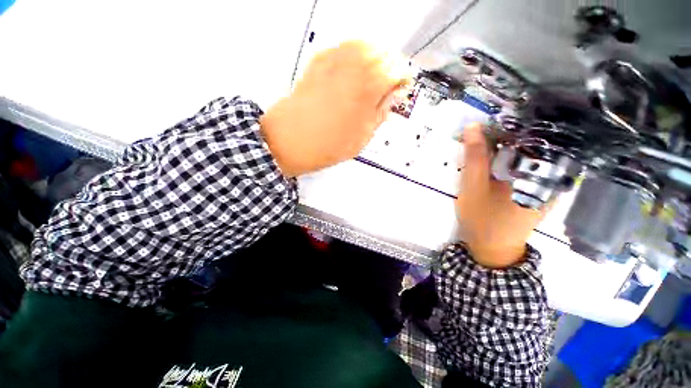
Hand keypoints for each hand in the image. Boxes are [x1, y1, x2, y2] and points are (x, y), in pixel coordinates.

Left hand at [260, 41, 411, 176]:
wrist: (291, 140)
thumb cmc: (329, 143)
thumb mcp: (364, 135)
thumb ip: (382, 111)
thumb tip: (392, 96)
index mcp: (371, 82)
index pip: (399, 70)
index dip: (403, 81)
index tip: (400, 92)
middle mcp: (354, 62)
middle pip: (384, 53)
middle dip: (390, 69)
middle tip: (387, 89)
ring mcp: (334, 58)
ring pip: (365, 46)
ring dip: (373, 62)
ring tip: (370, 83)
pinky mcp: (318, 60)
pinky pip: (344, 50)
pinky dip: (354, 59)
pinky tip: (352, 76)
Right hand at [456, 123, 551, 267]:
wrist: (492, 248)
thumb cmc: (483, 218)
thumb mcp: (473, 186)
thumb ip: (475, 157)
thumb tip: (473, 126)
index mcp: (540, 173)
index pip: (534, 133)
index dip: (511, 120)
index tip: (489, 118)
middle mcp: (551, 175)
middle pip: (533, 141)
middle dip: (508, 131)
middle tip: (483, 131)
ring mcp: (546, 183)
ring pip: (530, 151)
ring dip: (508, 143)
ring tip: (487, 141)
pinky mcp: (537, 188)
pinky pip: (528, 163)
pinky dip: (512, 156)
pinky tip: (497, 157)